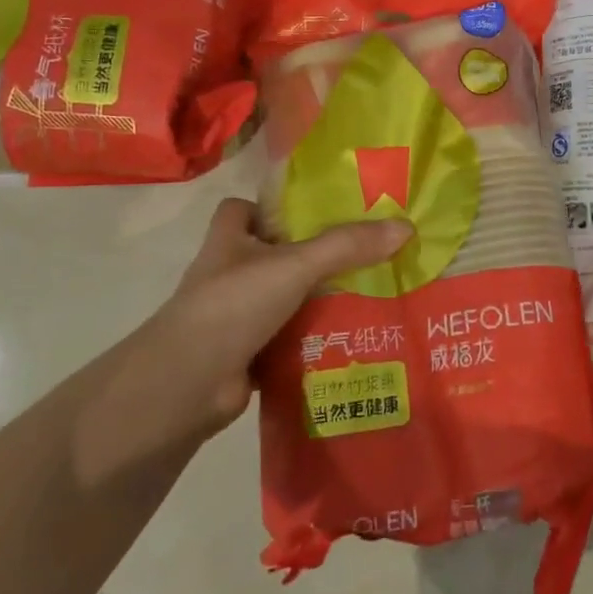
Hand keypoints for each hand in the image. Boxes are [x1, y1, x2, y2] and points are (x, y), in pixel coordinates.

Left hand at [74, 198, 410, 484]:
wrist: (186, 385)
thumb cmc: (233, 305)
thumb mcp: (295, 265)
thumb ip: (347, 246)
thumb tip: (406, 227)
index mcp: (229, 241)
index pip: (241, 209)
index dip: (271, 208)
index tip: (315, 213)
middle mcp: (228, 274)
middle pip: (272, 254)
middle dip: (311, 256)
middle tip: (363, 254)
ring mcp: (234, 317)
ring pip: (283, 299)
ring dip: (317, 301)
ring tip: (370, 295)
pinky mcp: (246, 354)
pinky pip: (288, 338)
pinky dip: (313, 340)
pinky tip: (351, 339)